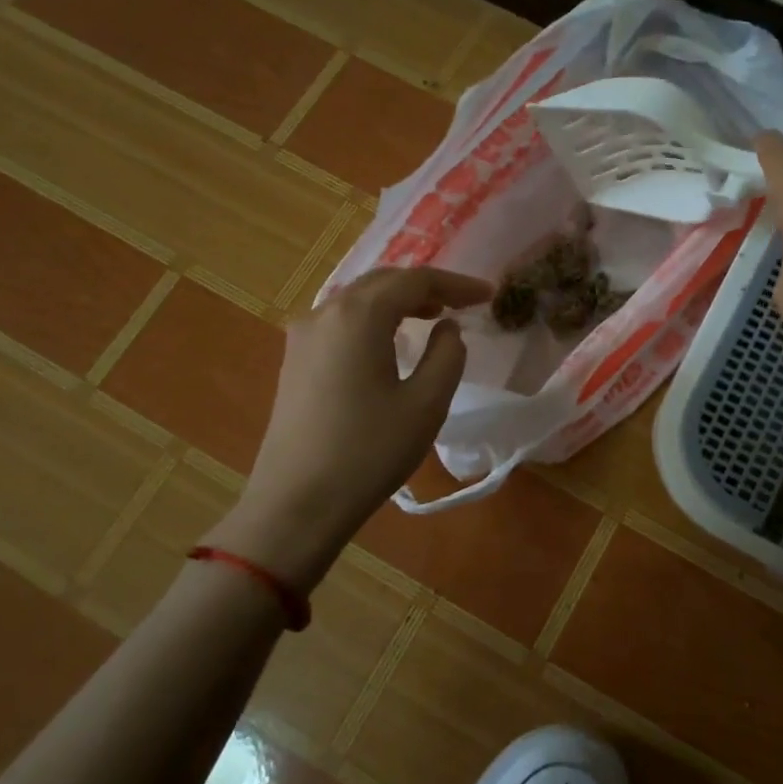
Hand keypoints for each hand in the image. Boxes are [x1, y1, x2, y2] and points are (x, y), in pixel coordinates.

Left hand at [203, 266, 490, 590]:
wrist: (297, 503)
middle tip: (462, 302)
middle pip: (382, 282)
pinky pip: (341, 321)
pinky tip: (390, 341)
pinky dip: (373, 319)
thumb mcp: (426, 404)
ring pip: (359, 300)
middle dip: (425, 287)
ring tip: (432, 316)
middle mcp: (325, 313)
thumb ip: (447, 356)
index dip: (456, 283)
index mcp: (358, 316)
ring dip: (398, 301)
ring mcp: (303, 336)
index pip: (415, 280)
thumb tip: (447, 328)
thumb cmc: (369, 451)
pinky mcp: (295, 360)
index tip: (487, 295)